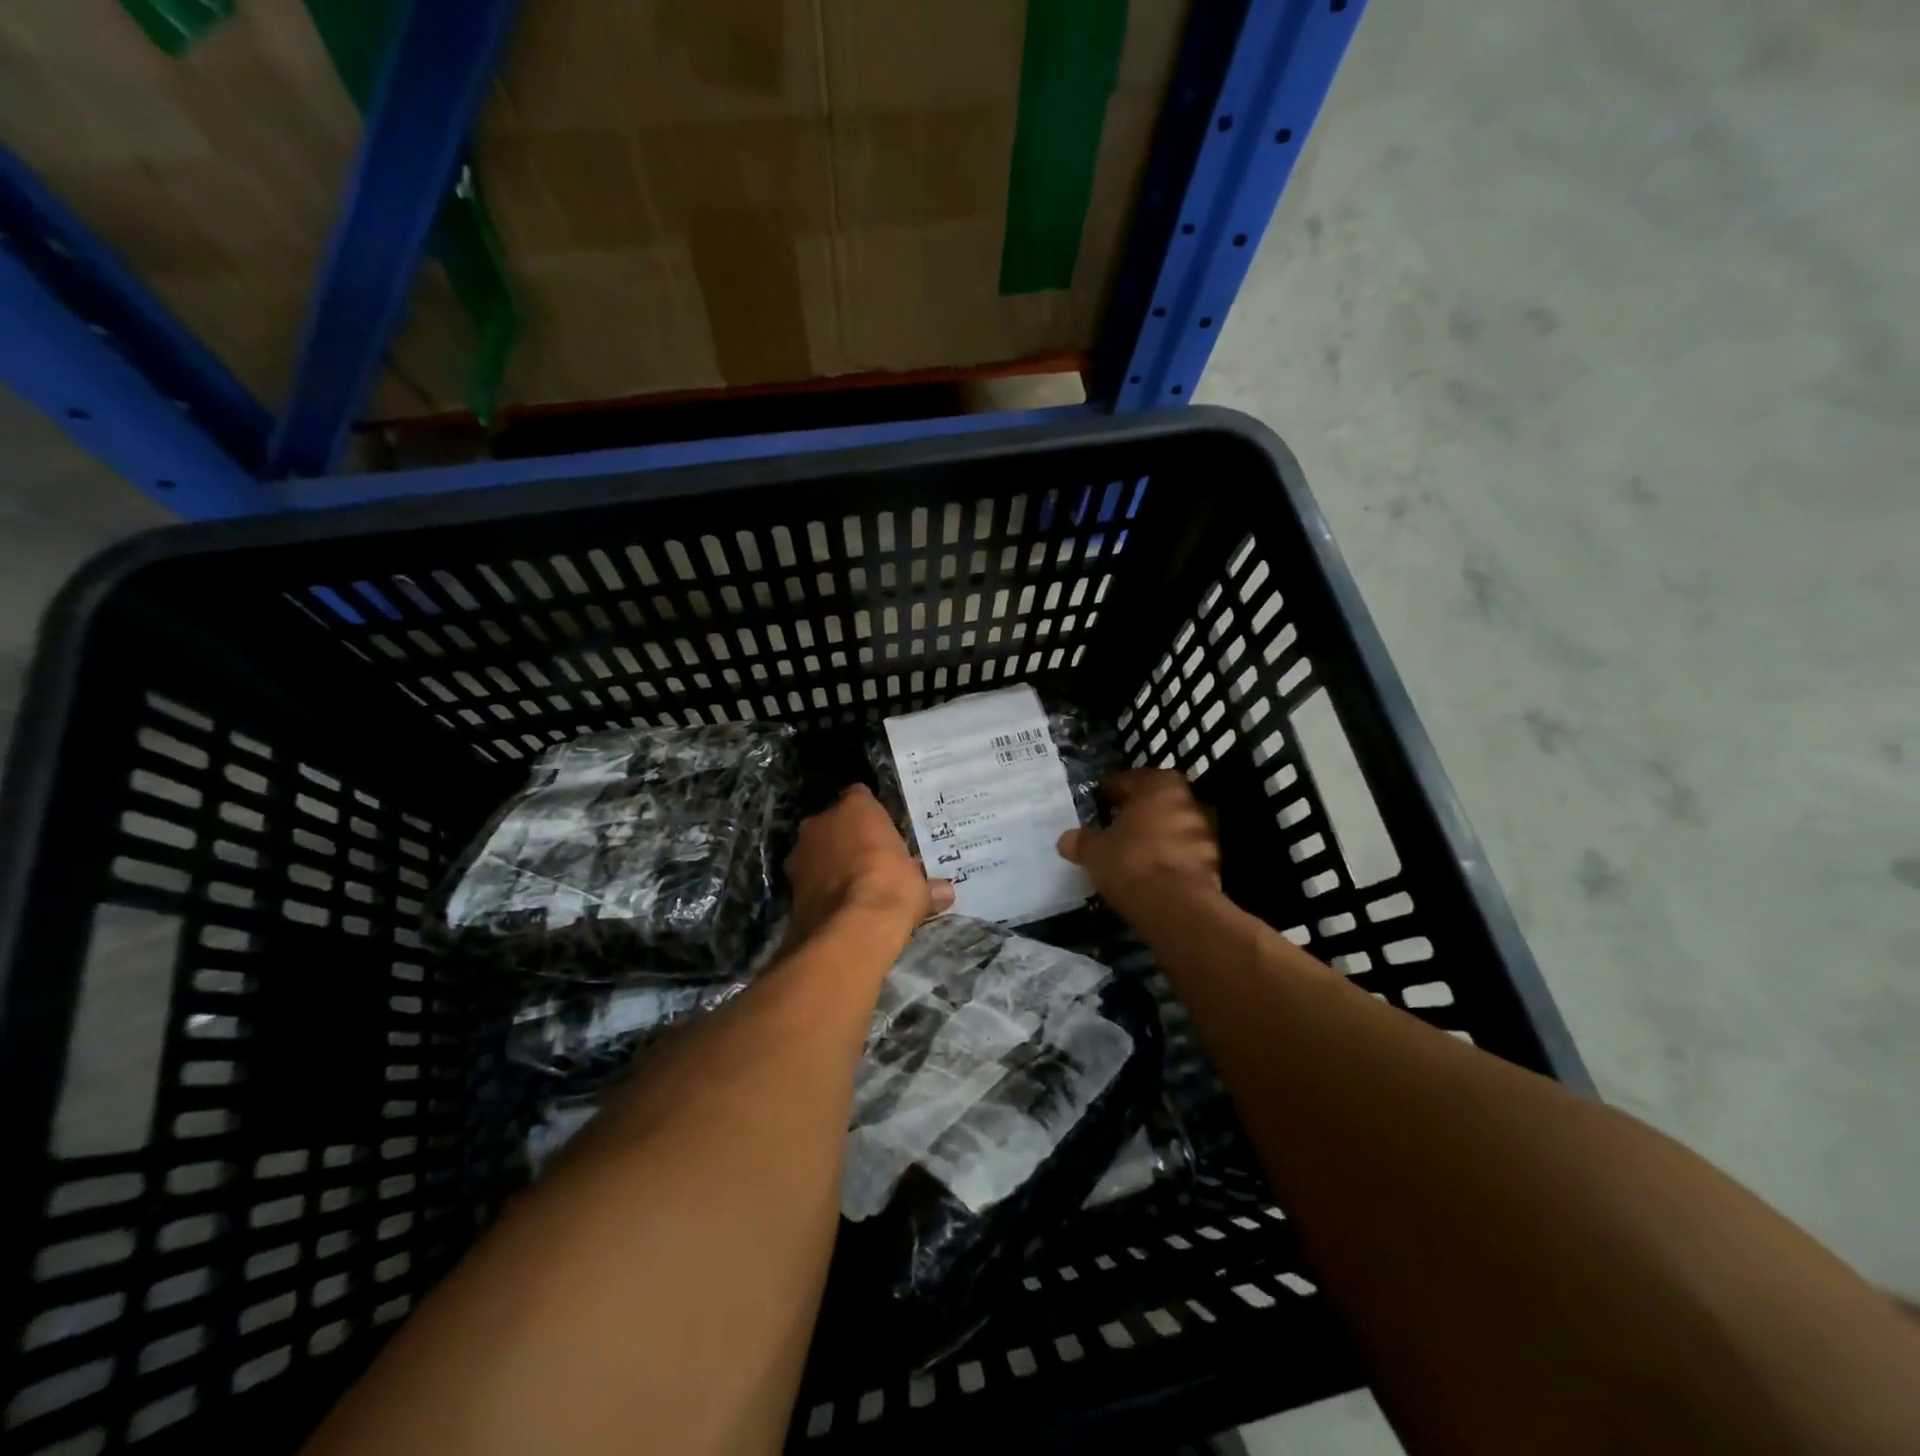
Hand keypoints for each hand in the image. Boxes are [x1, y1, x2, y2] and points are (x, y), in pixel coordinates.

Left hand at [785, 785, 953, 943]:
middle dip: (848, 840)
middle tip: (870, 861)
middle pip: (834, 824)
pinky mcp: (789, 885)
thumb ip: (928, 885)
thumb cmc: (891, 887)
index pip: (860, 797)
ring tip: (853, 888)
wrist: (851, 928)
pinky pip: (810, 880)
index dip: (871, 816)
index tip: (883, 833)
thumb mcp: (919, 886)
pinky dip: (821, 889)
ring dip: (830, 865)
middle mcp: (821, 821)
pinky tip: (838, 907)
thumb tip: (945, 893)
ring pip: (817, 851)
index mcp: (855, 807)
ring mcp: (800, 853)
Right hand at [1058, 769, 1220, 911]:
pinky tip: (1151, 874)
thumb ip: (1081, 841)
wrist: (1175, 906)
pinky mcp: (1213, 865)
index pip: (1132, 779)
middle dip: (1139, 813)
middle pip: (1158, 802)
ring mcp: (1206, 834)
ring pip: (1173, 828)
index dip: (1113, 790)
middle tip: (1116, 826)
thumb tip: (1067, 839)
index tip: (1100, 802)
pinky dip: (1169, 860)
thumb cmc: (1130, 861)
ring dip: (1156, 837)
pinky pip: (1184, 855)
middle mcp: (1189, 802)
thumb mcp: (1094, 850)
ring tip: (1133, 853)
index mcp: (1161, 786)